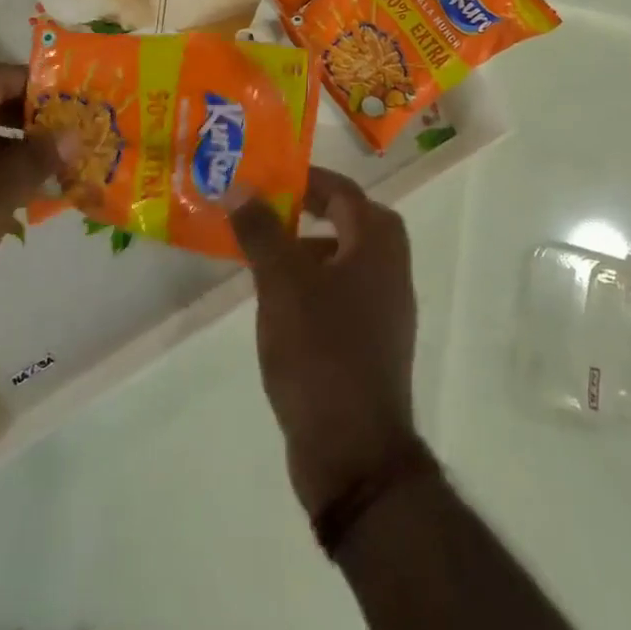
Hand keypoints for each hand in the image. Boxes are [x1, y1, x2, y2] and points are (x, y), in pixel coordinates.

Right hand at [230, 168, 421, 517]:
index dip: (308, 178)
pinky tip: (279, 304)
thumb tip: (239, 187)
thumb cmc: (320, 351)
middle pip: (353, 221)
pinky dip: (314, 284)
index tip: (270, 176)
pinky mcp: (371, 344)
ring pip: (346, 260)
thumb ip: (261, 230)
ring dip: (310, 248)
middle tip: (270, 210)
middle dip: (313, 210)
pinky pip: (342, 294)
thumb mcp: (282, 283)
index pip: (345, 192)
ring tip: (265, 255)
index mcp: (378, 247)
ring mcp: (385, 311)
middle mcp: (391, 271)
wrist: (354, 452)